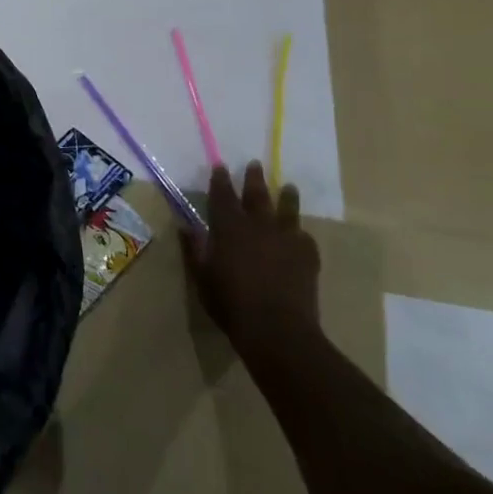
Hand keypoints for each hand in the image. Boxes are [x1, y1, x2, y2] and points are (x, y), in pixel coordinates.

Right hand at [182, 161, 320, 354]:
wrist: (277, 329)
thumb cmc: (231, 303)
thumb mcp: (202, 277)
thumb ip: (194, 249)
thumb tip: (184, 226)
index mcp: (229, 227)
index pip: (222, 195)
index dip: (220, 180)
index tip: (220, 166)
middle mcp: (258, 225)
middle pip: (256, 194)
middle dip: (254, 178)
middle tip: (254, 164)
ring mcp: (286, 238)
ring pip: (287, 209)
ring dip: (286, 197)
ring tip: (289, 188)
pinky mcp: (307, 255)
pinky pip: (304, 237)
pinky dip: (300, 234)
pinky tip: (301, 236)